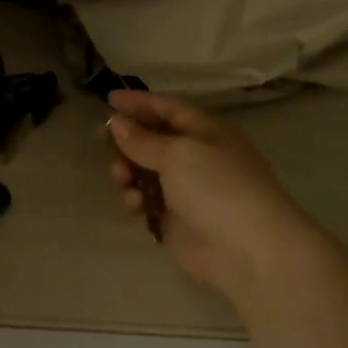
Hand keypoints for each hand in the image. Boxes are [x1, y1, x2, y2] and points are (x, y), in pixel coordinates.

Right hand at [106, 90, 324, 307]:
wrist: (246, 250)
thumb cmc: (216, 187)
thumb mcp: (178, 154)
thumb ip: (143, 139)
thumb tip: (116, 123)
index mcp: (207, 132)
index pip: (169, 108)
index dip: (140, 102)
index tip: (110, 98)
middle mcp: (197, 157)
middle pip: (154, 140)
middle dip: (128, 140)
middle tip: (101, 140)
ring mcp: (186, 190)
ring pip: (145, 172)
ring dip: (128, 171)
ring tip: (121, 178)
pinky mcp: (175, 219)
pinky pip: (146, 201)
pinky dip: (135, 199)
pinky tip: (134, 205)